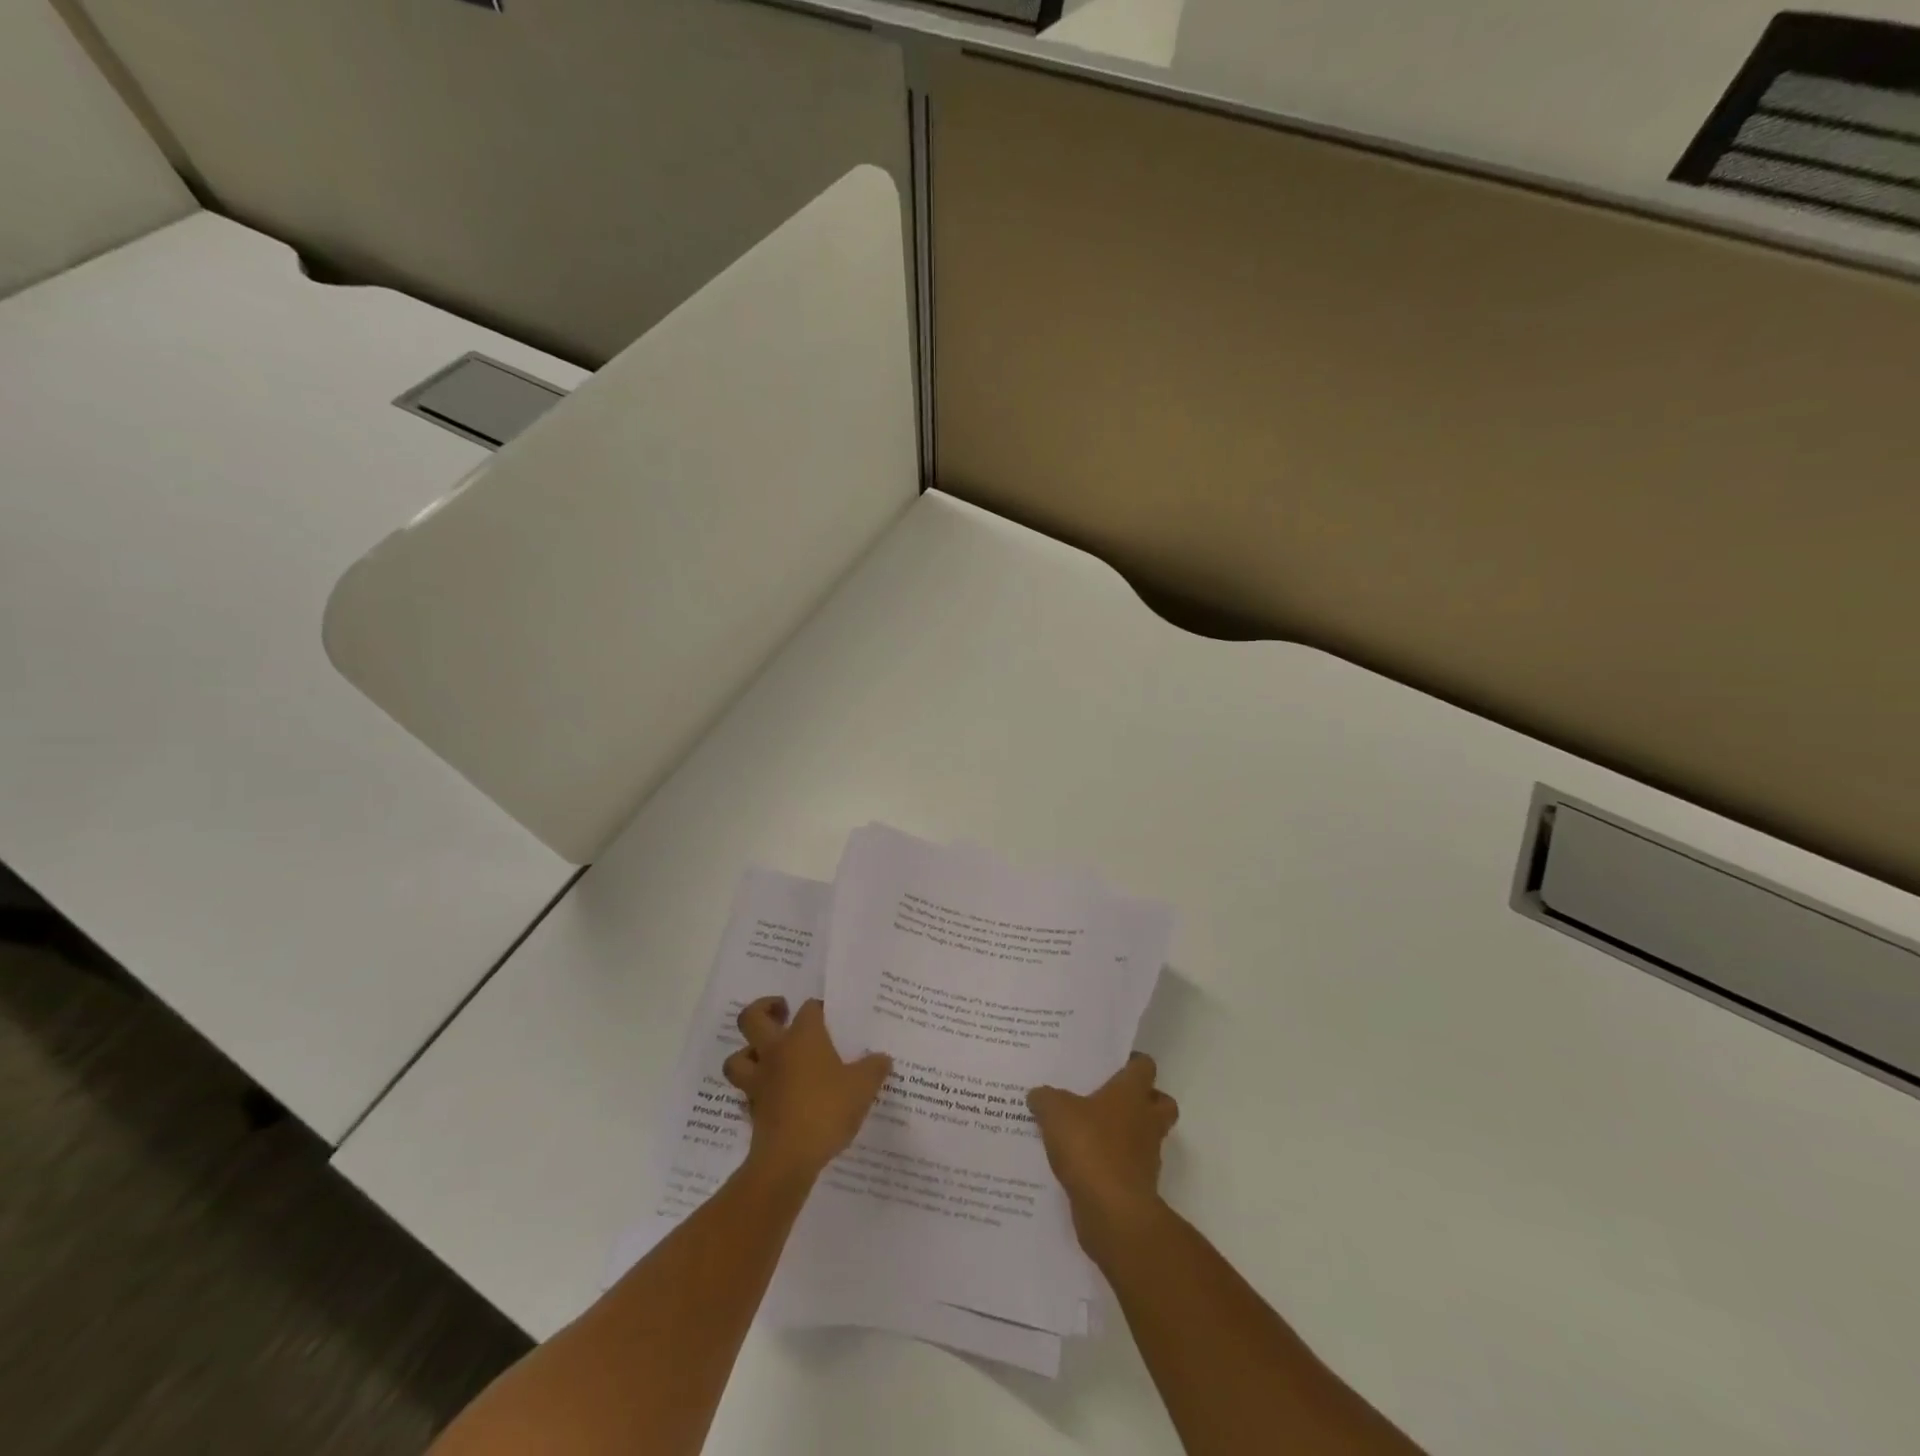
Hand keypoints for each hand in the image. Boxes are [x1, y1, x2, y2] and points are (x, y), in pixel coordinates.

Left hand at [724, 997, 891, 1183]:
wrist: (789, 1157)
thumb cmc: (827, 1109)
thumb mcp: (863, 1086)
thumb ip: (874, 1068)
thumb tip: (882, 1058)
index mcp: (803, 1037)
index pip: (808, 1008)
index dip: (818, 1008)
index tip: (830, 1016)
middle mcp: (775, 1051)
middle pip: (751, 1018)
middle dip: (764, 1009)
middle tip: (782, 1012)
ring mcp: (759, 1080)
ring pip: (737, 1057)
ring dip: (748, 1052)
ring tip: (768, 1055)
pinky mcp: (751, 1109)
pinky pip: (746, 1091)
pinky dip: (755, 1090)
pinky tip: (772, 1096)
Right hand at [1028, 1053, 1177, 1255]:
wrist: (1112, 1212)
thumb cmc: (1089, 1147)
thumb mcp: (1054, 1112)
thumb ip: (1045, 1098)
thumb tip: (1038, 1094)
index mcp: (1132, 1093)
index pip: (1144, 1066)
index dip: (1131, 1062)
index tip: (1111, 1063)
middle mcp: (1146, 1121)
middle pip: (1160, 1102)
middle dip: (1143, 1100)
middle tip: (1110, 1099)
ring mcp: (1146, 1156)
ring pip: (1145, 1137)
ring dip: (1126, 1135)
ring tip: (1089, 1133)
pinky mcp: (1137, 1187)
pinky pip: (1127, 1168)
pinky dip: (1112, 1166)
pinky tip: (1082, 1165)